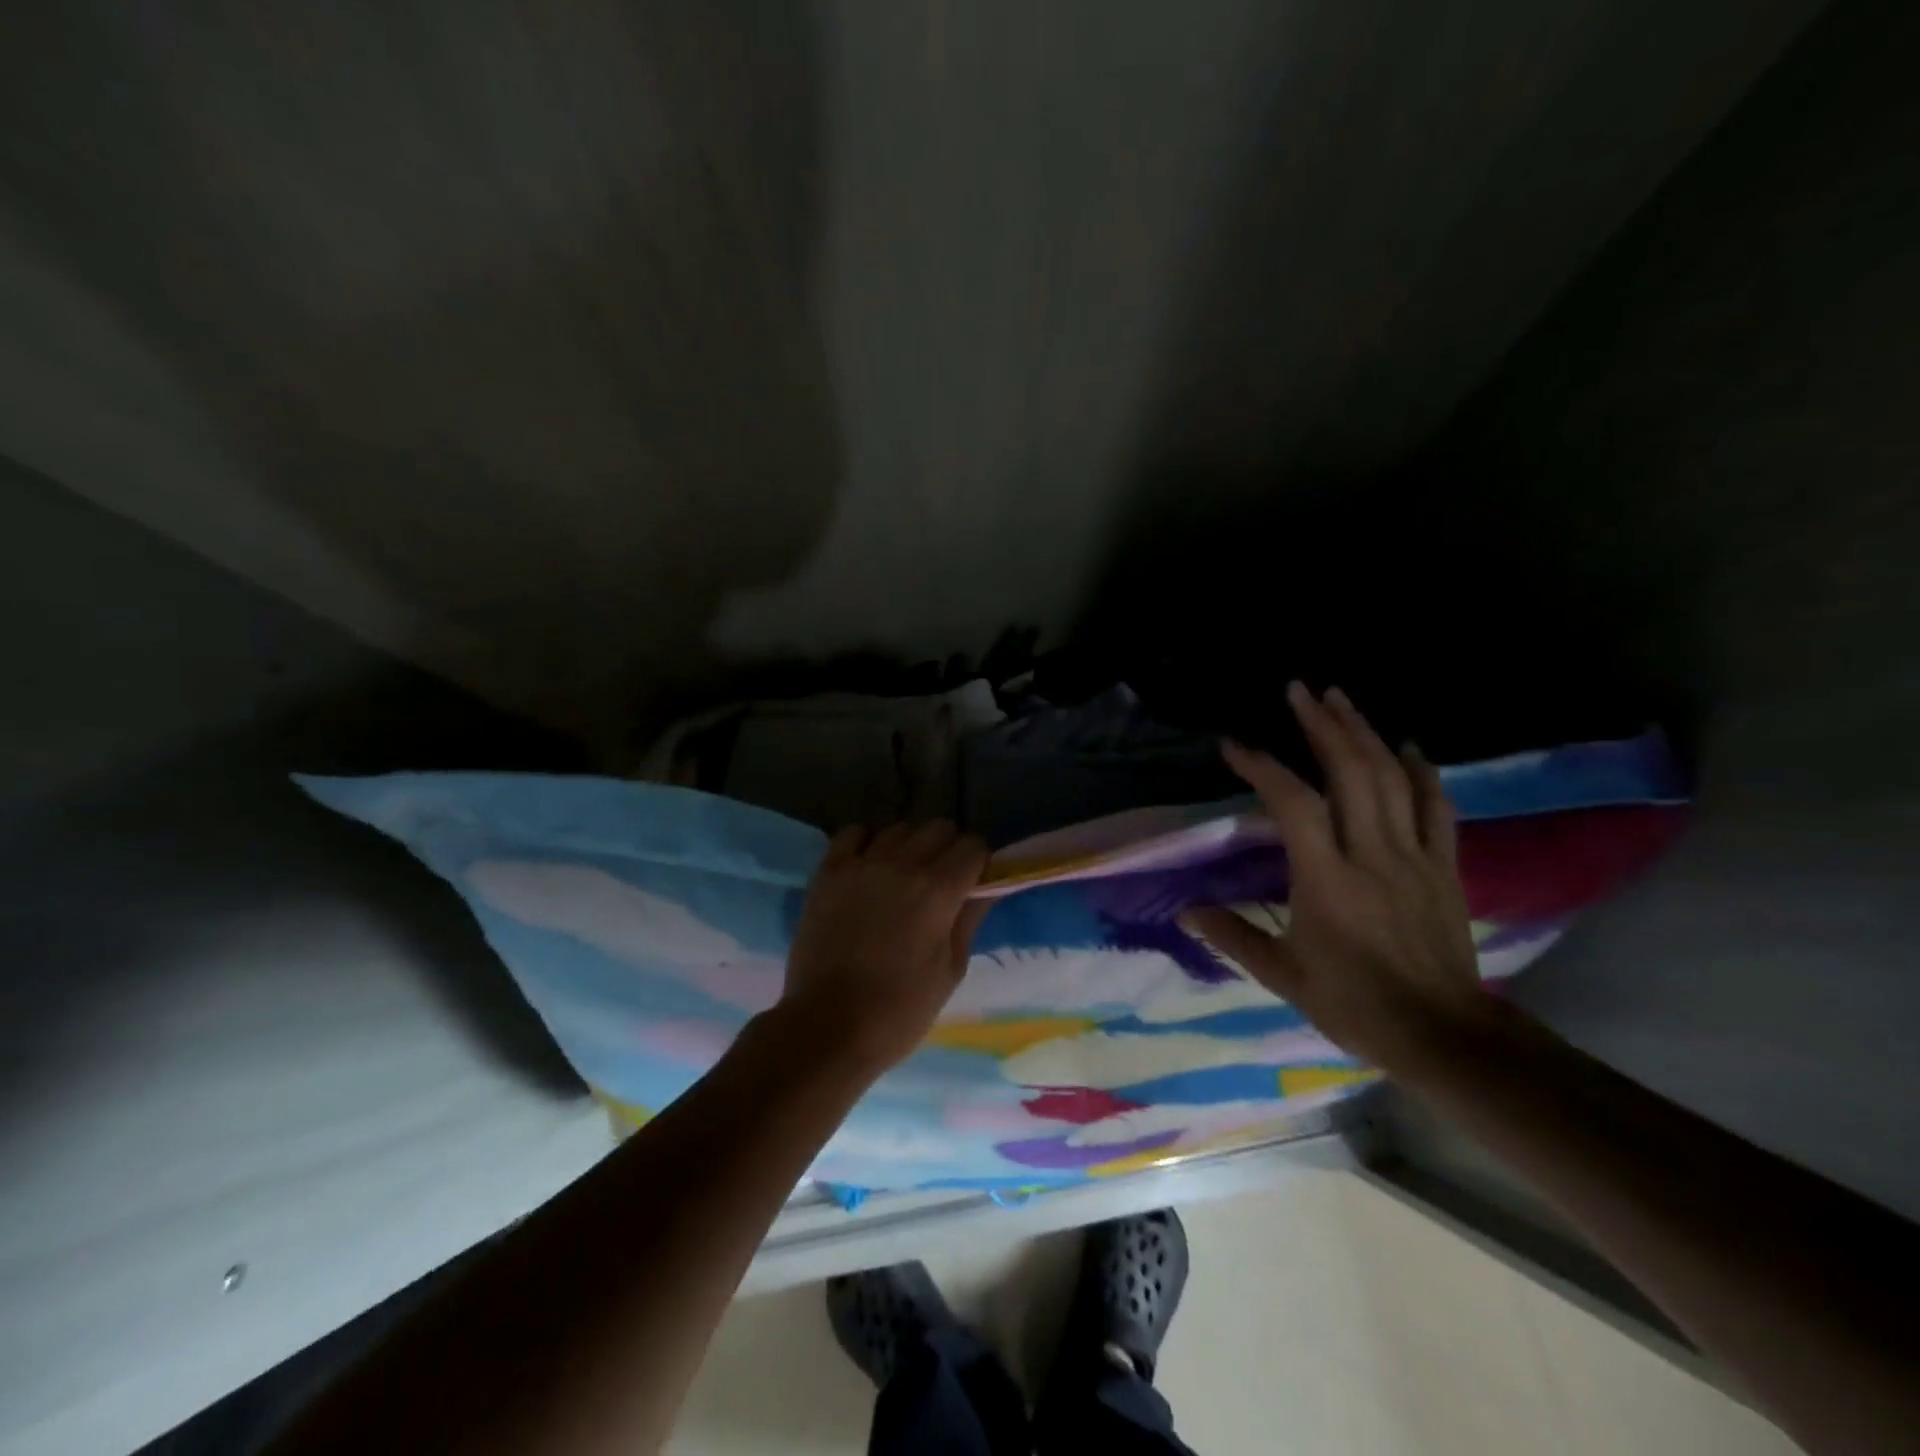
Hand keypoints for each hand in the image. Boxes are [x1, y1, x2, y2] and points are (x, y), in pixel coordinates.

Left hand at [779, 820, 991, 1073]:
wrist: (828, 1027)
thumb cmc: (900, 1010)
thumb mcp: (950, 970)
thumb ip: (969, 919)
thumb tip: (987, 888)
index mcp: (938, 890)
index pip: (973, 846)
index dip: (978, 863)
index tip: (973, 883)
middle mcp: (902, 865)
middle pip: (938, 828)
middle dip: (948, 848)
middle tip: (941, 880)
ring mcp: (861, 864)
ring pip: (898, 828)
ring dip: (909, 846)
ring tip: (902, 876)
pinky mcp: (828, 872)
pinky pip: (853, 833)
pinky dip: (866, 842)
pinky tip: (868, 866)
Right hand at [1181, 683, 1483, 1071]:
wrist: (1443, 1034)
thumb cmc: (1354, 1004)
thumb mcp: (1283, 975)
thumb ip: (1233, 937)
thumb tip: (1186, 911)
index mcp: (1326, 880)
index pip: (1292, 804)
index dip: (1263, 766)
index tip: (1235, 745)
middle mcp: (1371, 855)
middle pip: (1351, 773)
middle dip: (1323, 725)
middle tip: (1299, 690)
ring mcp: (1414, 857)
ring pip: (1393, 779)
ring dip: (1365, 733)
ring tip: (1340, 699)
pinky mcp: (1444, 867)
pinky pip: (1437, 808)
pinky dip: (1422, 771)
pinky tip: (1408, 745)